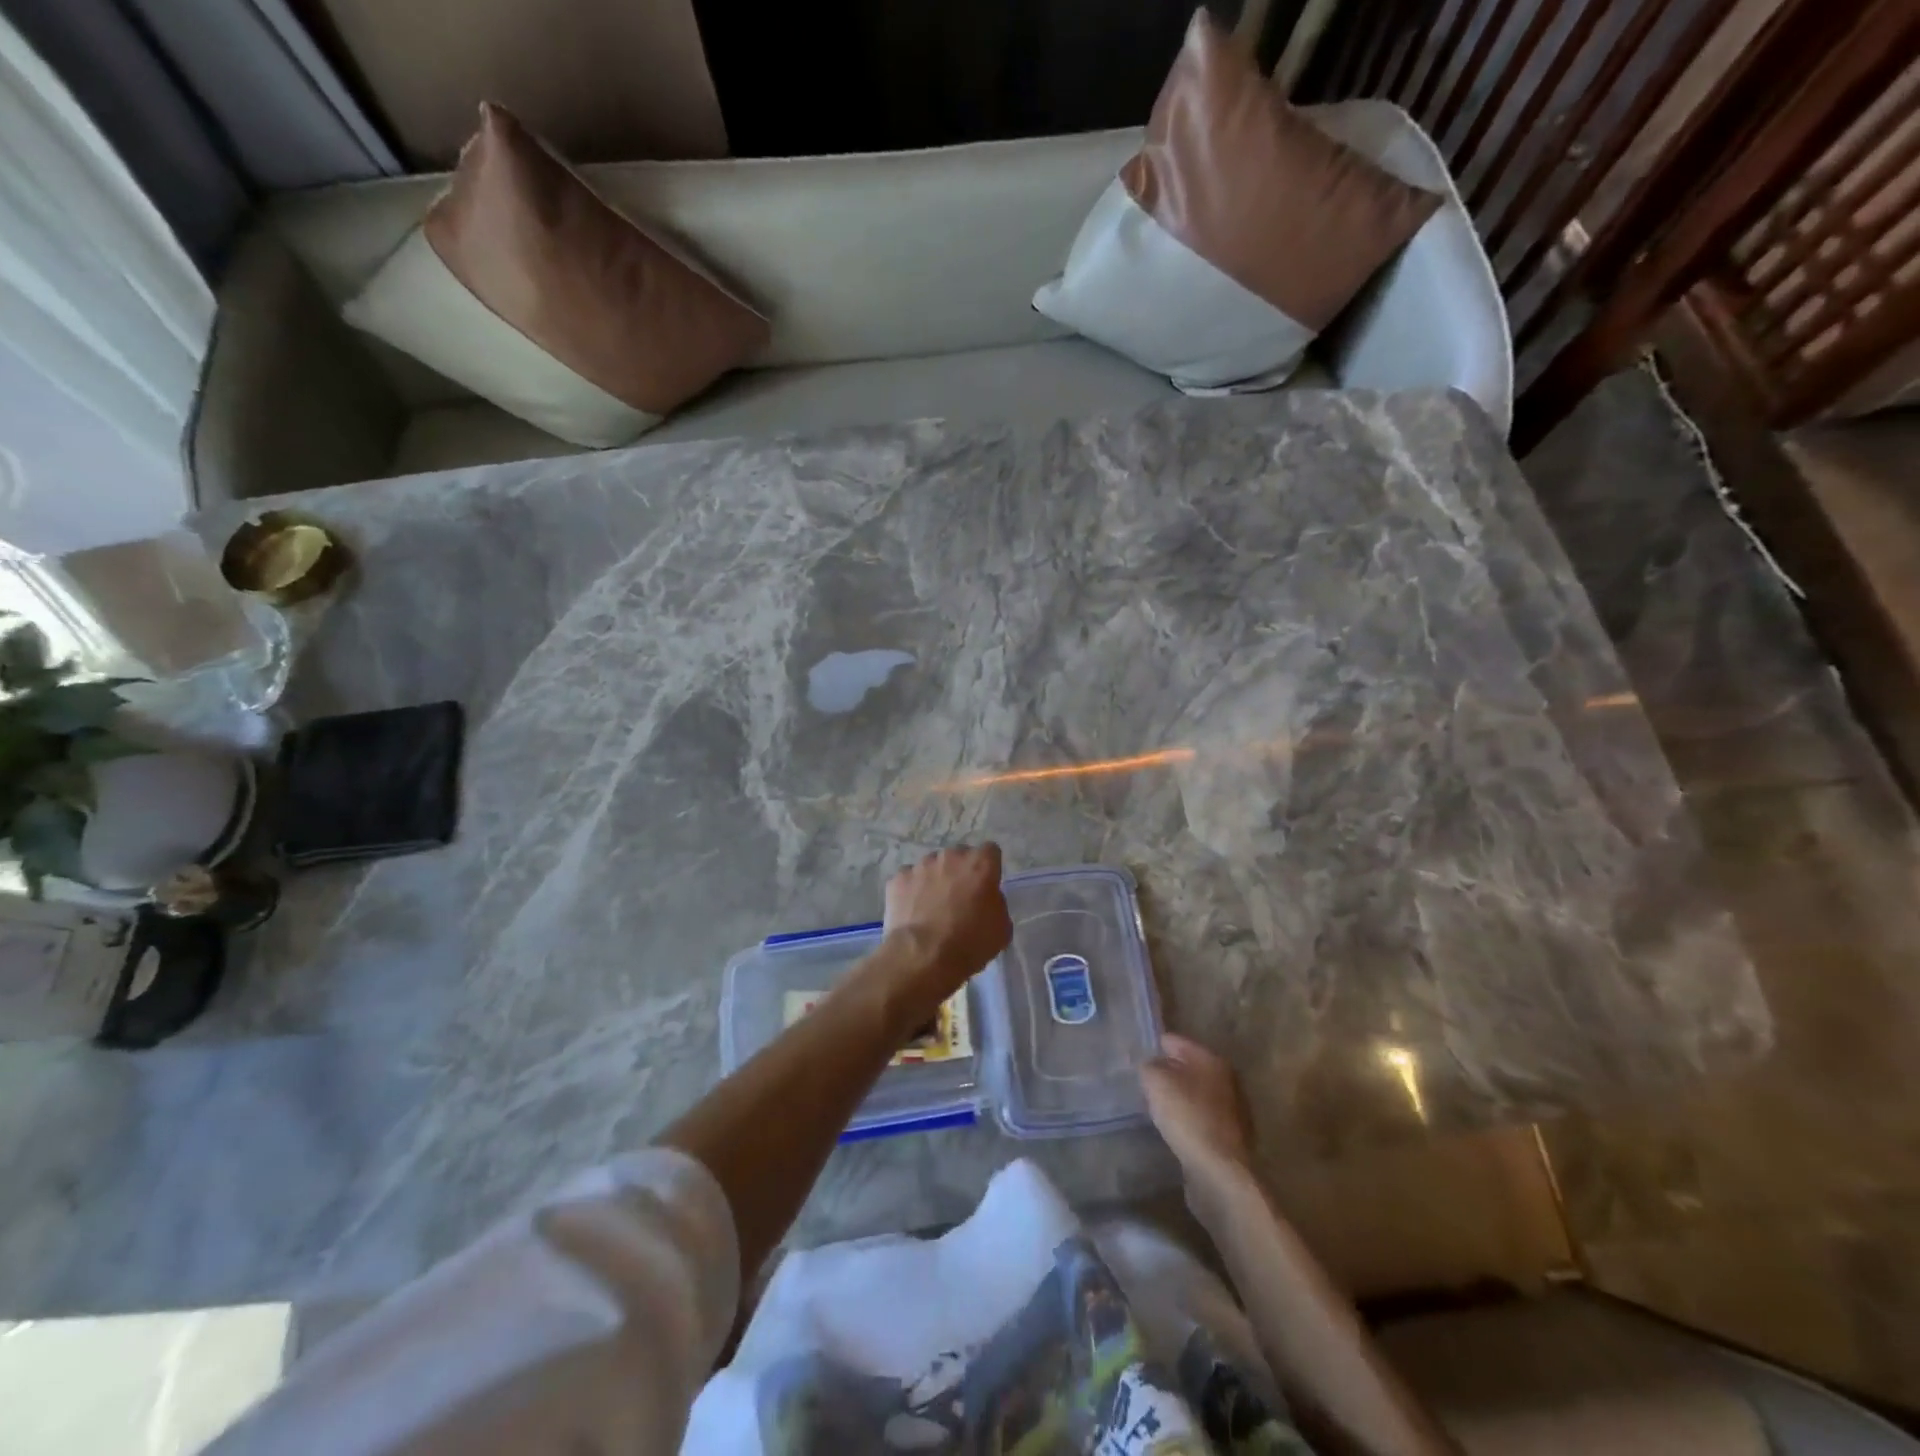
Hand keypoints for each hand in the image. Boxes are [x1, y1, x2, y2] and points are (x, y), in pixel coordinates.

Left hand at [882, 843, 1012, 995]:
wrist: (923, 956)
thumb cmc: (970, 943)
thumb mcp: (1002, 928)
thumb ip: (996, 903)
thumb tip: (987, 899)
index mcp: (980, 864)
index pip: (990, 852)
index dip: (988, 868)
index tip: (985, 886)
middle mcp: (951, 856)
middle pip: (959, 856)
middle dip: (960, 871)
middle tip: (959, 898)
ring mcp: (921, 865)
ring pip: (932, 866)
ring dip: (934, 879)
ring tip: (931, 907)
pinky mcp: (898, 878)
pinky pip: (909, 879)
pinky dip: (911, 891)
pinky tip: (912, 911)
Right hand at [1140, 1033, 1254, 1187]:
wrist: (1221, 1172)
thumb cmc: (1188, 1117)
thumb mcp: (1157, 1082)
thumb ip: (1149, 1066)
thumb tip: (1152, 1067)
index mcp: (1212, 1059)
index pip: (1175, 1041)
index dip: (1154, 1047)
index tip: (1136, 1059)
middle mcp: (1227, 1079)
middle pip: (1188, 1068)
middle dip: (1167, 1074)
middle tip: (1145, 1085)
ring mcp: (1233, 1109)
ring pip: (1196, 1094)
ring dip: (1178, 1098)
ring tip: (1156, 1108)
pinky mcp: (1232, 1137)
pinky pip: (1202, 1118)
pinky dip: (1188, 1120)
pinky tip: (1174, 1130)